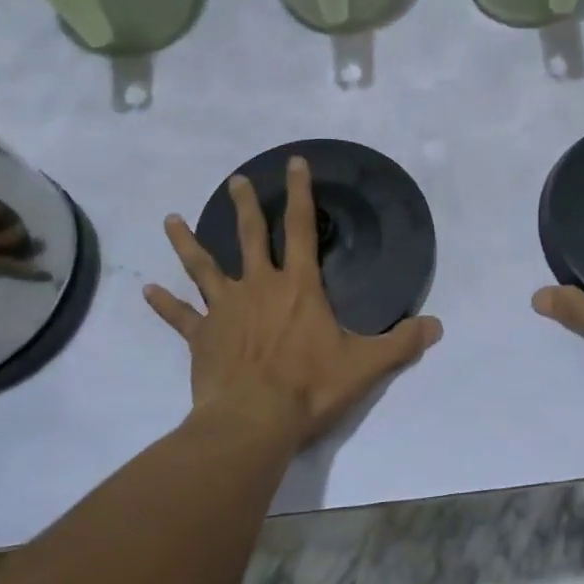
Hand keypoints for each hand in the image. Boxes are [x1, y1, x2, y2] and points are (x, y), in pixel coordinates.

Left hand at [144, 156, 442, 447]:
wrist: (253, 420)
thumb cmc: (310, 387)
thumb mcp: (366, 365)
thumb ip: (402, 343)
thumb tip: (437, 326)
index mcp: (299, 287)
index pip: (303, 229)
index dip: (301, 194)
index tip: (293, 162)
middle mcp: (259, 287)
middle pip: (250, 236)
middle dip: (246, 206)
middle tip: (236, 180)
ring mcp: (224, 310)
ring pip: (202, 267)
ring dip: (187, 243)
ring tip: (170, 219)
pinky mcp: (201, 338)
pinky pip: (179, 317)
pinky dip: (163, 305)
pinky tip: (146, 291)